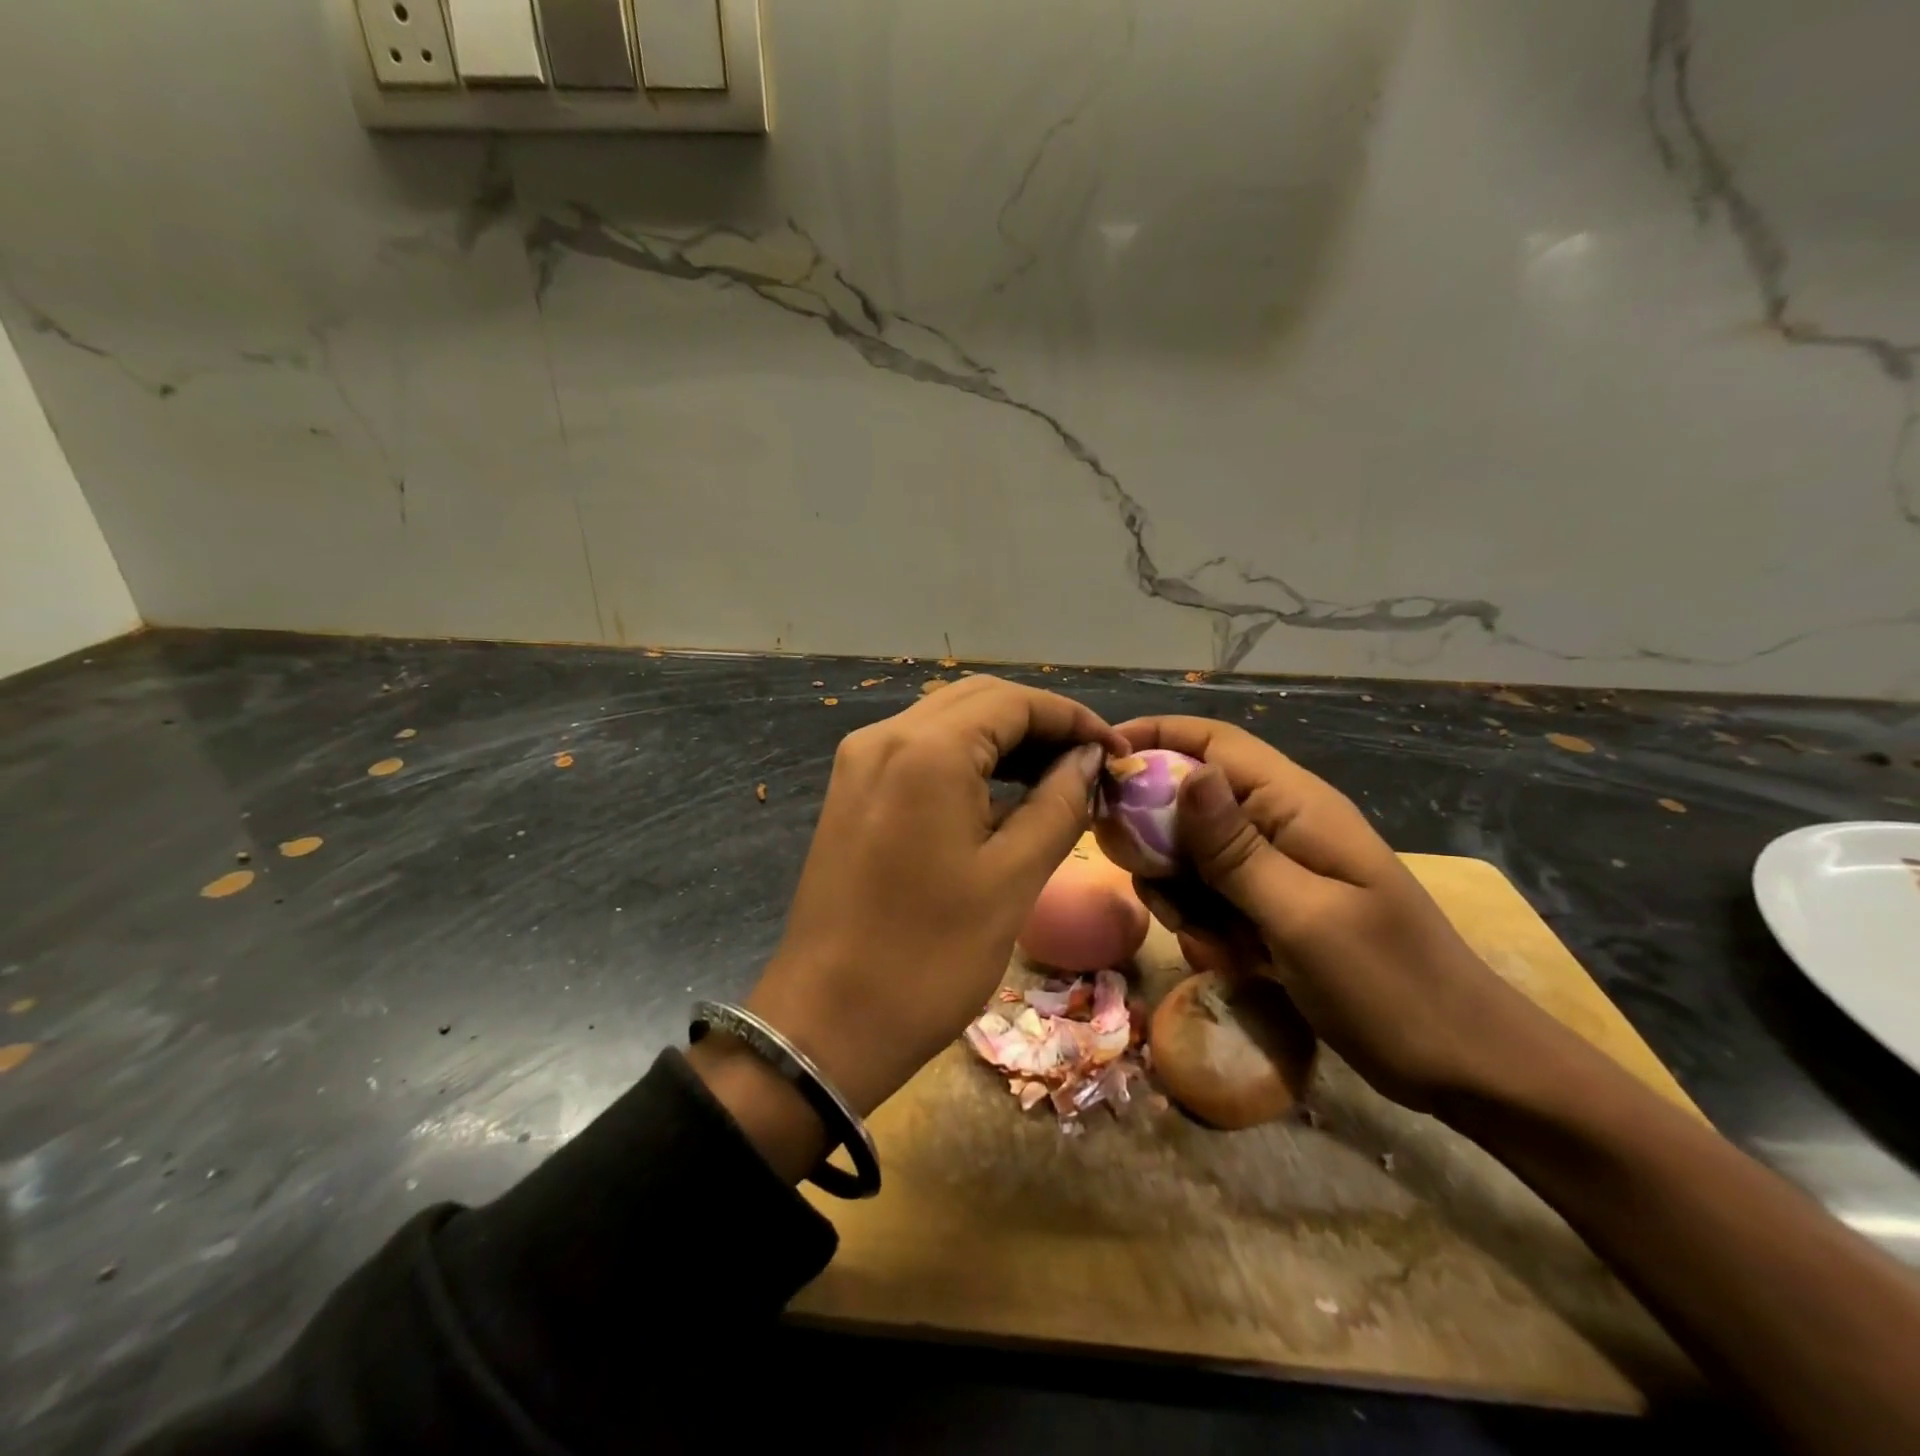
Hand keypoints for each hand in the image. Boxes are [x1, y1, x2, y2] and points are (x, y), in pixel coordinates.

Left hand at [739, 677, 1128, 1124]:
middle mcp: (884, 737)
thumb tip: (1089, 759)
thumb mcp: (1012, 879)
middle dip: (1039, 723)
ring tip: (1056, 776)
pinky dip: (965, 759)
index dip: (1072, 718)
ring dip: (1003, 738)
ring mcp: (860, 762)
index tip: (1116, 750)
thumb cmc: (931, 957)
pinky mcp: (851, 791)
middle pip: (978, 700)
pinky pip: (918, 751)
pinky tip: (1001, 792)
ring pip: (946, 722)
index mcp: (926, 751)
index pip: (1014, 701)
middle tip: (1089, 763)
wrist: (827, 1022)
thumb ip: (1059, 803)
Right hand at [1116, 716, 1553, 1111]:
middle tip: (1152, 886)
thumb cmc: (1389, 985)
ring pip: (1192, 855)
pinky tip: (1229, 960)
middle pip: (1190, 799)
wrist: (1461, 1063)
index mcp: (1295, 806)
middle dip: (1157, 839)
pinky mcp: (1271, 906)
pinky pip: (1212, 896)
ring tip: (1208, 940)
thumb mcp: (1302, 916)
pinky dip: (1204, 924)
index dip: (1154, 737)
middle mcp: (1280, 824)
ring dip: (1181, 894)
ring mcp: (1275, 867)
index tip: (1098, 762)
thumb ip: (1236, 848)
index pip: (1213, 742)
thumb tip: (1188, 773)